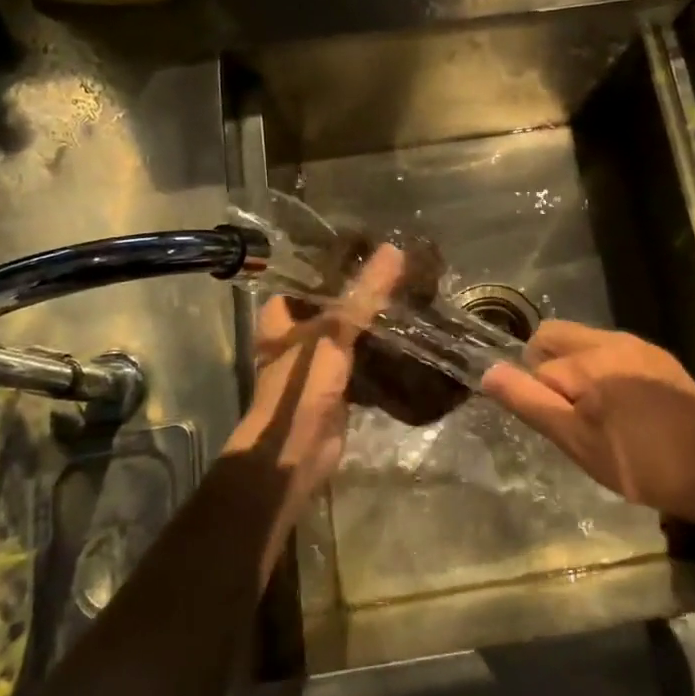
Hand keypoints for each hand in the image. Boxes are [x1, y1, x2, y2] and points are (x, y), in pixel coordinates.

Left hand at [221, 244, 404, 530]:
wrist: (297, 449)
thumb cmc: (303, 382)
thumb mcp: (335, 330)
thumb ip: (365, 293)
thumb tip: (394, 250)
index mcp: (283, 313)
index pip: (314, 275)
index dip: (342, 261)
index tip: (377, 245)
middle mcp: (297, 332)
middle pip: (336, 303)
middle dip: (365, 291)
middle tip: (403, 270)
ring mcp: (317, 359)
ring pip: (351, 330)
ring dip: (375, 320)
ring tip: (411, 295)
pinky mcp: (338, 382)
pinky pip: (363, 356)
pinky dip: (382, 348)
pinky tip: (410, 334)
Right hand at [483, 320, 694, 527]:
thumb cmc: (639, 463)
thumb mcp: (576, 441)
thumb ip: (529, 402)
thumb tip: (488, 372)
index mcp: (588, 357)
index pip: (536, 366)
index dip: (538, 398)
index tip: (558, 428)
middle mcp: (612, 339)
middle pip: (556, 335)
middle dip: (548, 367)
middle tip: (566, 414)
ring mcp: (640, 346)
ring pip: (586, 343)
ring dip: (577, 370)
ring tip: (595, 416)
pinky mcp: (661, 360)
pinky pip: (615, 353)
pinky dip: (605, 372)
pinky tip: (624, 411)